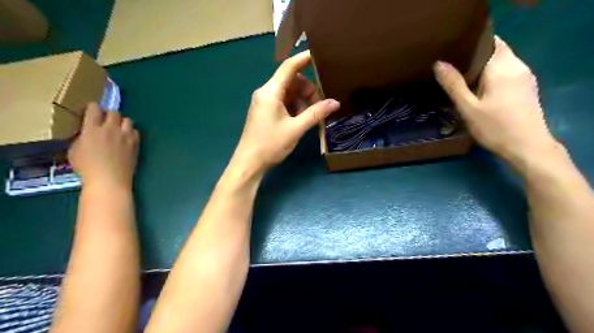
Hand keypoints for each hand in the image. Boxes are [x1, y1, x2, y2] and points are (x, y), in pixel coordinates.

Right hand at [68, 101, 139, 188]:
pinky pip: (136, 132)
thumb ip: (82, 137)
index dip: (92, 107)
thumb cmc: (87, 168)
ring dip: (122, 122)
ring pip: (128, 120)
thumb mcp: (75, 150)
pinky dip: (131, 132)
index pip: (94, 108)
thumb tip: (87, 133)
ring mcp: (126, 136)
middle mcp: (111, 129)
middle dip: (109, 114)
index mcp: (92, 129)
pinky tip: (127, 139)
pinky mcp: (136, 144)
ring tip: (118, 130)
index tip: (90, 111)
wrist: (110, 179)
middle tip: (105, 122)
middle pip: (114, 112)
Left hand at [231, 50, 338, 172]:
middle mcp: (266, 92)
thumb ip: (315, 114)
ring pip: (289, 92)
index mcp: (270, 92)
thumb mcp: (295, 129)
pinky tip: (301, 120)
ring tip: (311, 116)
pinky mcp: (265, 111)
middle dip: (308, 89)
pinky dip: (295, 107)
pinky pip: (283, 102)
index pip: (289, 66)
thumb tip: (335, 103)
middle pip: (291, 81)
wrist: (249, 163)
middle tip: (320, 106)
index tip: (321, 55)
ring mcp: (265, 102)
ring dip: (302, 100)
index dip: (305, 58)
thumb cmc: (270, 145)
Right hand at [436, 35, 559, 164]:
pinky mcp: (525, 88)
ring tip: (460, 76)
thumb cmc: (495, 127)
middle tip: (450, 66)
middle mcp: (517, 67)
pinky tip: (477, 88)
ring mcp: (524, 77)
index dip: (470, 44)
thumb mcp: (468, 108)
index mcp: (503, 68)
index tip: (451, 52)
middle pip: (495, 51)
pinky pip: (506, 72)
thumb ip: (454, 85)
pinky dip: (491, 74)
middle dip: (474, 55)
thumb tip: (438, 63)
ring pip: (501, 62)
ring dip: (482, 66)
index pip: (489, 43)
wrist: (527, 147)